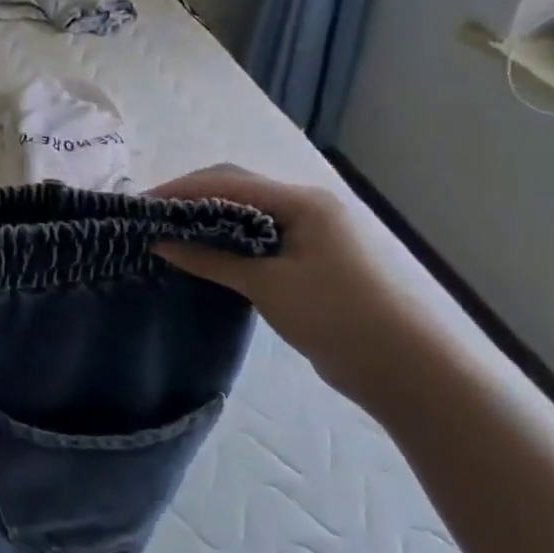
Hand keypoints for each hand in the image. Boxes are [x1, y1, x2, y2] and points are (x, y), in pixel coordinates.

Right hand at [148, 164, 441, 410]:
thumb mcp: (266, 286)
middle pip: (238, 188)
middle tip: (152, 218)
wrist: (412, 372)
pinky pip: (263, 237)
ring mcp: (316, 233)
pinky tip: (207, 254)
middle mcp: (309, 207)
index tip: (141, 205)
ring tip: (171, 234)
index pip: (227, 180)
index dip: (180, 189)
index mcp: (303, 201)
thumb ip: (211, 259)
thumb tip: (160, 242)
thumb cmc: (338, 317)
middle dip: (192, 198)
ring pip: (249, 213)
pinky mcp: (316, 259)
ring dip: (210, 219)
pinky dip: (230, 240)